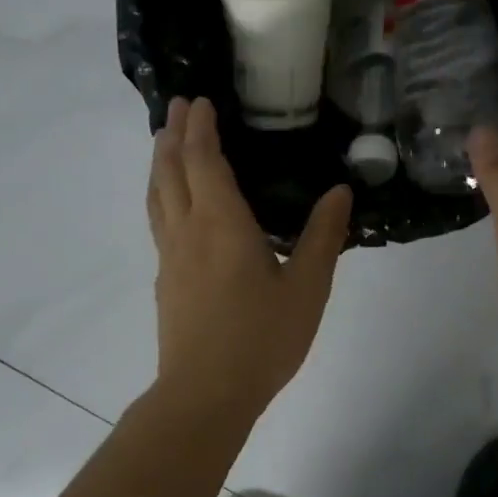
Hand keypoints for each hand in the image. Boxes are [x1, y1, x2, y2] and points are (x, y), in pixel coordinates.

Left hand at [145, 97, 352, 423]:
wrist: (205, 394)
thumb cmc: (261, 339)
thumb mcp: (307, 288)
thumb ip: (323, 237)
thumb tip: (340, 191)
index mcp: (222, 225)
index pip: (204, 162)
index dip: (201, 129)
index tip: (200, 102)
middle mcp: (188, 231)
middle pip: (171, 171)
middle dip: (174, 134)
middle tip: (179, 106)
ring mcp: (170, 257)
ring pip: (157, 196)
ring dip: (161, 162)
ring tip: (165, 142)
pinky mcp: (165, 281)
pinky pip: (158, 220)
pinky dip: (161, 194)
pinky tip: (172, 205)